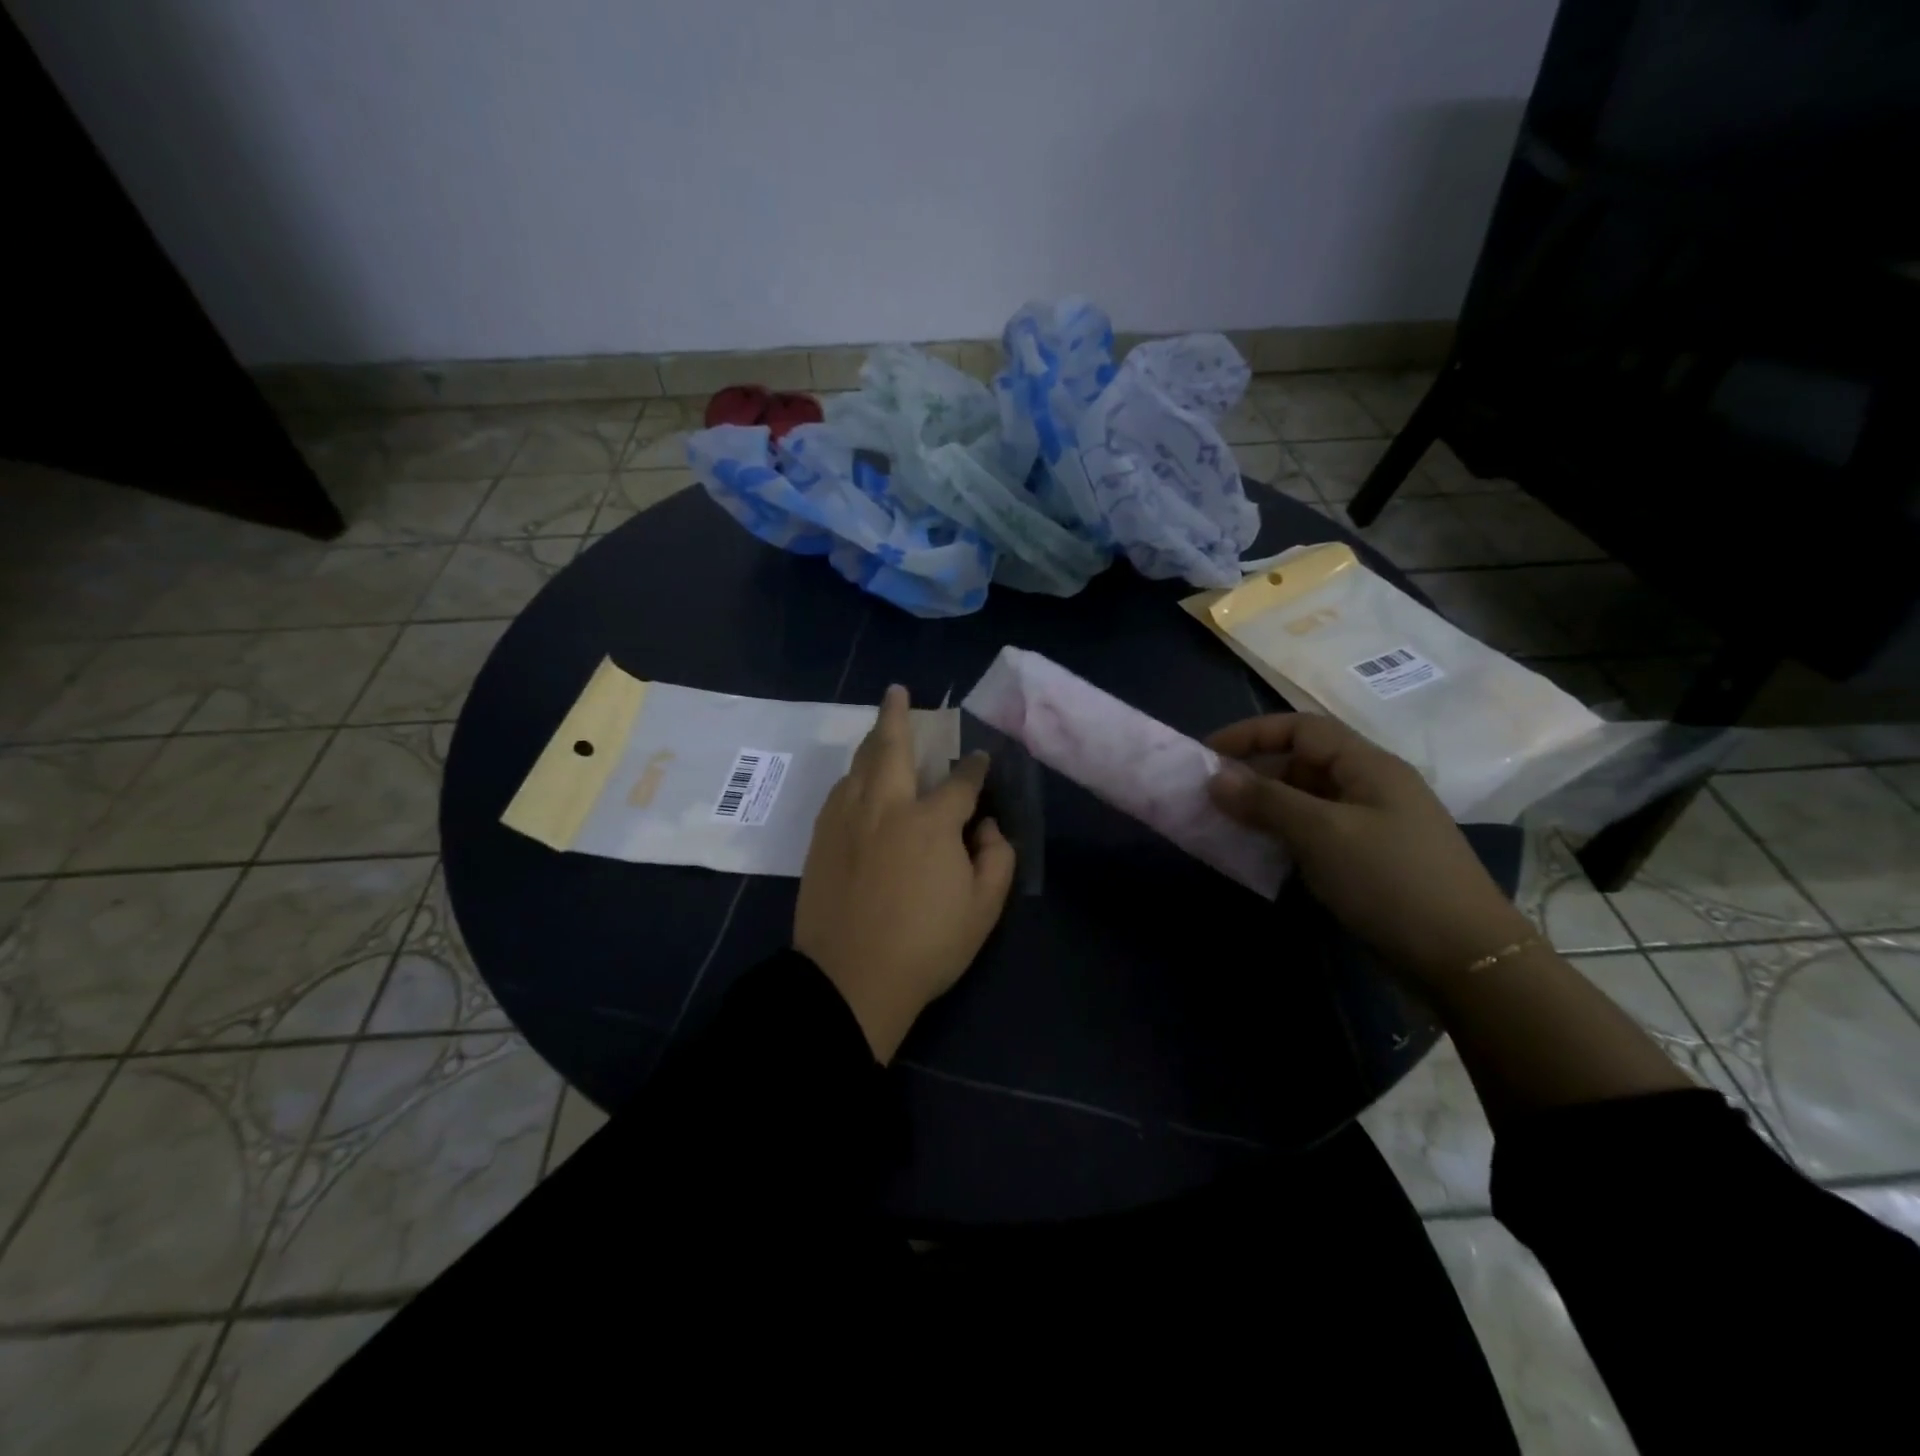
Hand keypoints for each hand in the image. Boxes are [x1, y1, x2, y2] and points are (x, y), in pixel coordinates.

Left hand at [796, 685, 1016, 1061]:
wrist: (850, 979)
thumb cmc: (926, 946)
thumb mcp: (984, 908)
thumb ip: (996, 858)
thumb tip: (987, 827)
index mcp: (930, 822)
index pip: (960, 781)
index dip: (975, 767)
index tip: (980, 760)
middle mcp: (885, 806)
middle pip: (891, 747)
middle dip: (898, 715)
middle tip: (898, 692)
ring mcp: (847, 819)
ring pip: (859, 764)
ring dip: (873, 741)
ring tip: (880, 729)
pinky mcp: (821, 838)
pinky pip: (839, 791)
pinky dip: (853, 776)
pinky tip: (857, 779)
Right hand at [1206, 713, 1534, 985]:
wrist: (1464, 958)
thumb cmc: (1391, 881)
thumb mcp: (1322, 834)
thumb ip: (1266, 801)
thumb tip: (1215, 778)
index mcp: (1368, 766)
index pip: (1301, 728)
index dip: (1251, 733)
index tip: (1207, 753)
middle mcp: (1370, 787)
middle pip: (1302, 762)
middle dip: (1253, 772)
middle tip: (1209, 794)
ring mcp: (1371, 825)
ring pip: (1306, 800)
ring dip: (1264, 806)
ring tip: (1224, 822)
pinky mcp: (1368, 860)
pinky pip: (1314, 832)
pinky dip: (1282, 834)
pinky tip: (1259, 851)